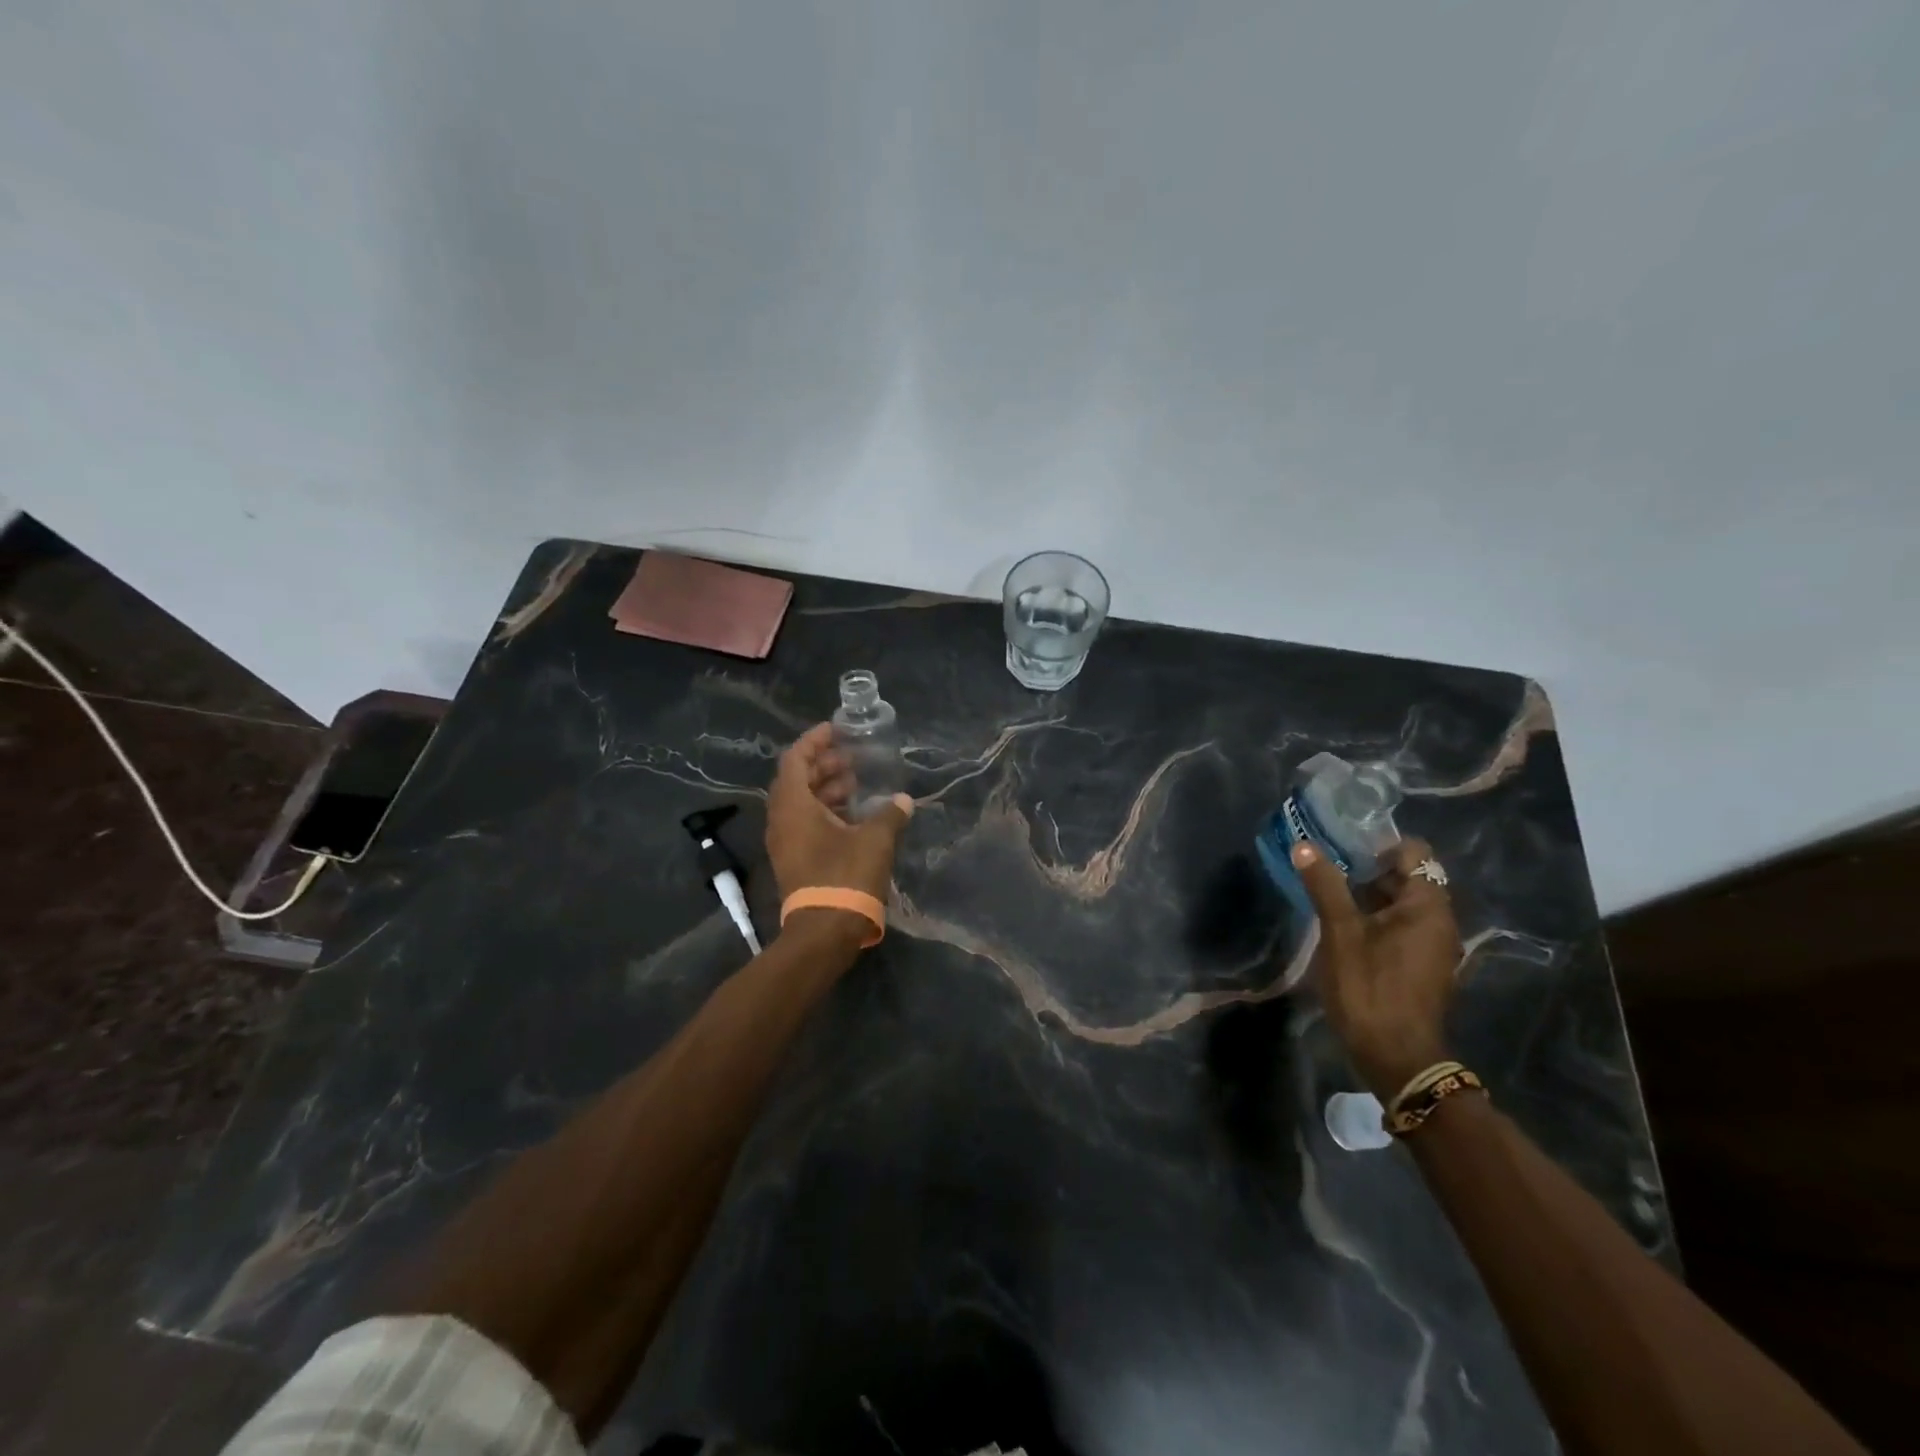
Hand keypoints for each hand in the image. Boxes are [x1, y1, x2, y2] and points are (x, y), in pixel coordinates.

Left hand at [765, 723, 912, 923]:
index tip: (836, 730)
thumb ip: (890, 814)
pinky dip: (825, 811)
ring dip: (825, 788)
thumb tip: (903, 800)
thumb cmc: (846, 877)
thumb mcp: (875, 841)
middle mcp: (782, 820)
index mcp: (793, 806)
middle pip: (796, 779)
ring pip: (801, 803)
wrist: (824, 933)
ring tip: (856, 783)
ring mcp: (785, 842)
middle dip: (824, 764)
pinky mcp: (794, 860)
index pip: (796, 759)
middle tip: (852, 758)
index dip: (815, 740)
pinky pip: (805, 823)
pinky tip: (853, 815)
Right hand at [1294, 836, 1462, 1099]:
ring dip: (1368, 895)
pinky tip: (1342, 927)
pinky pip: (1401, 926)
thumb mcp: (1340, 933)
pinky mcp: (1422, 965)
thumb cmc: (1370, 987)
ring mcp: (1432, 945)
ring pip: (1401, 903)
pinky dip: (1375, 918)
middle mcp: (1439, 920)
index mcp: (1428, 905)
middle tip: (1326, 867)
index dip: (1378, 844)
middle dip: (1367, 868)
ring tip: (1327, 894)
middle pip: (1407, 876)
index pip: (1413, 852)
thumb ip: (1325, 885)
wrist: (1396, 1057)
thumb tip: (1305, 845)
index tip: (1341, 847)